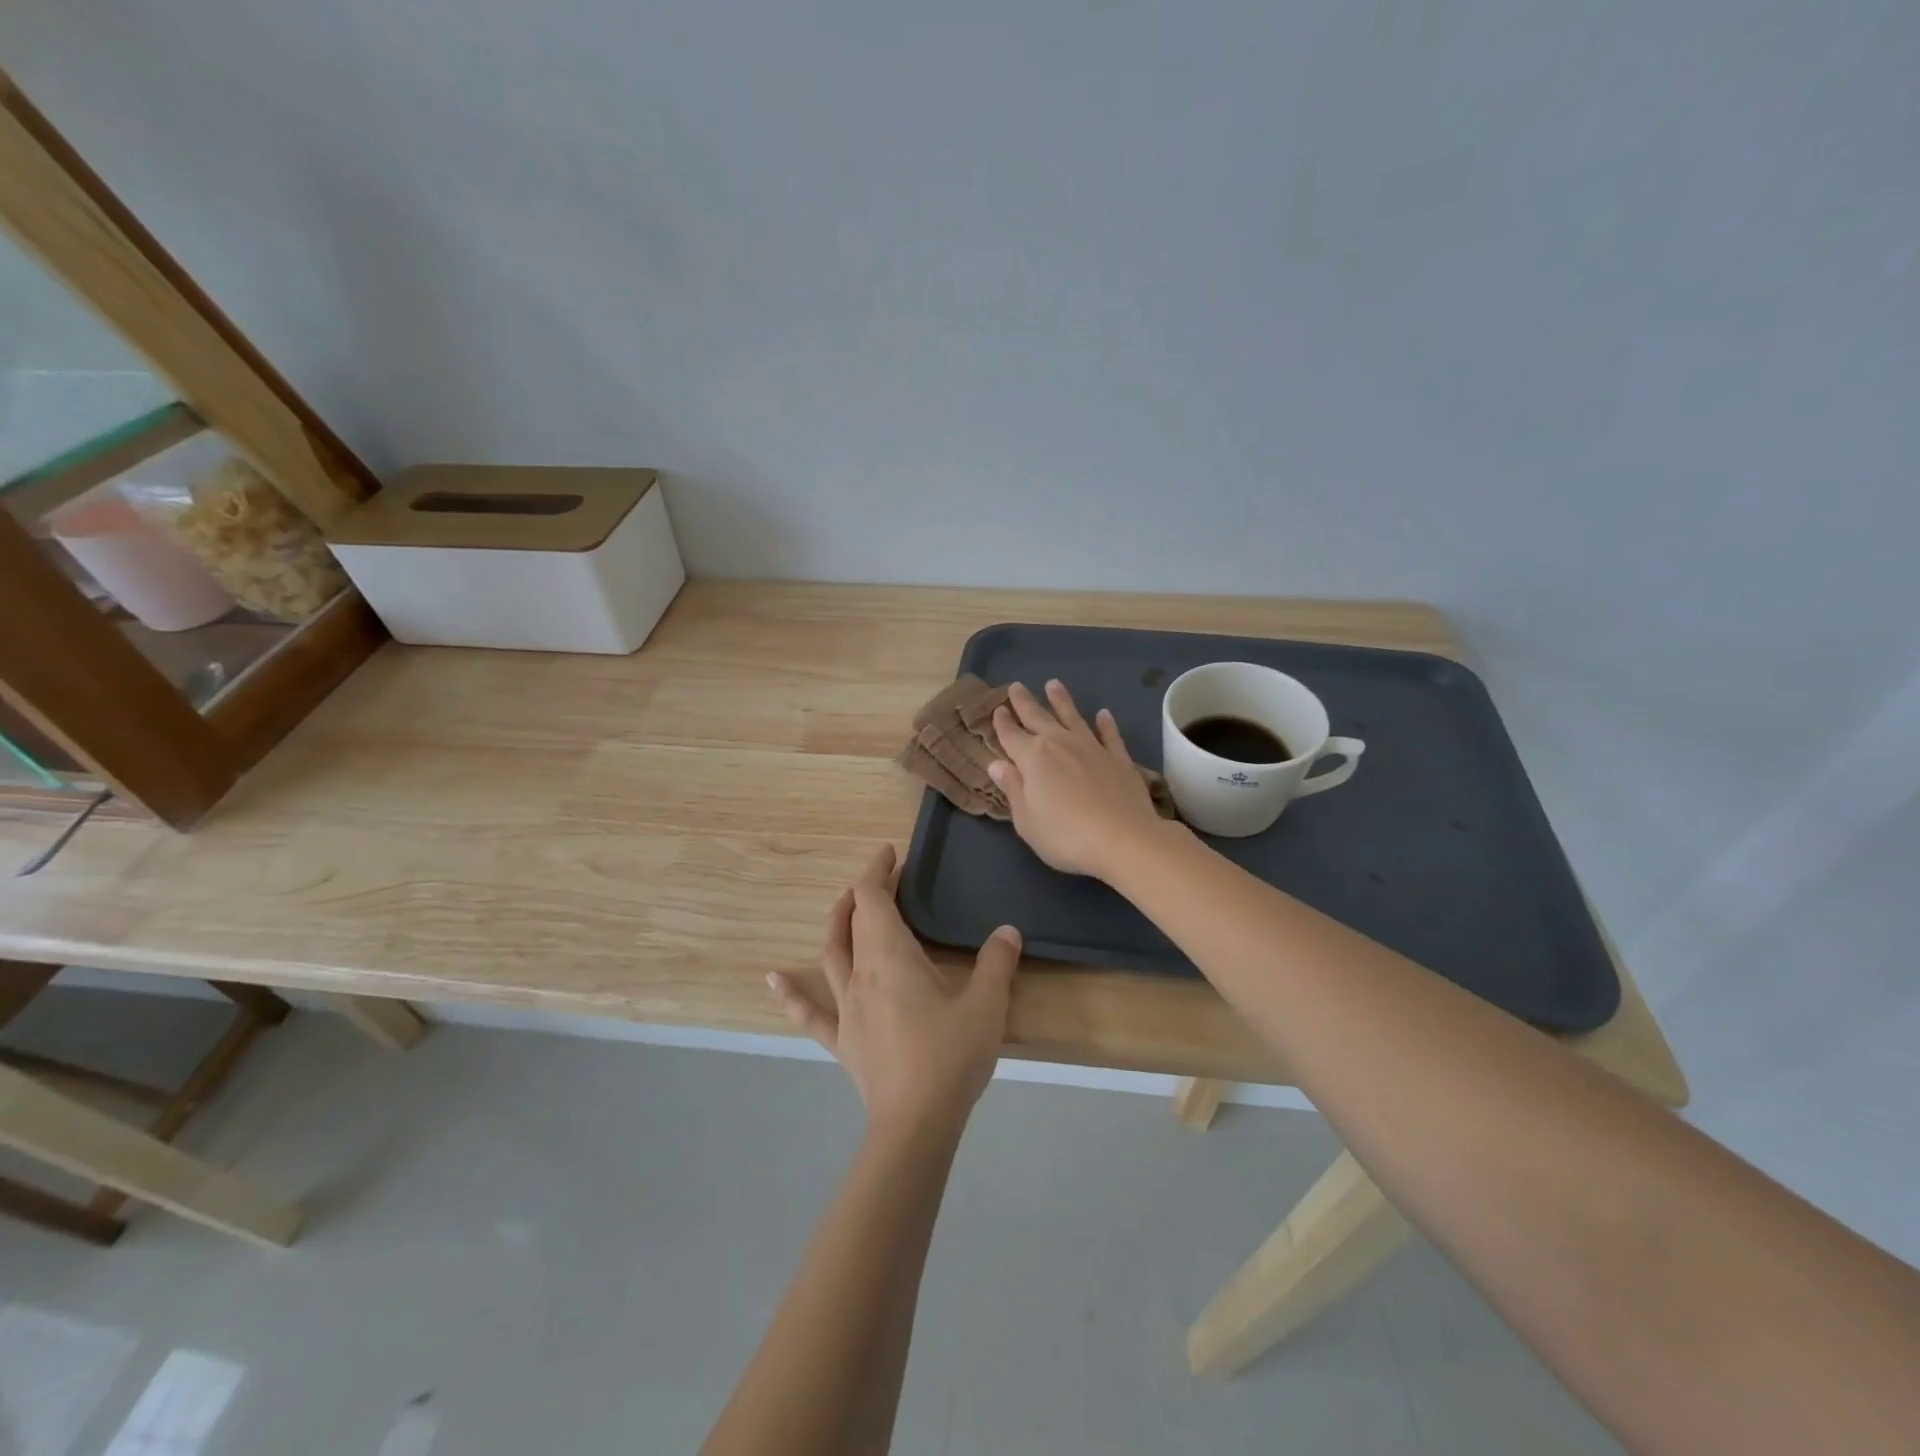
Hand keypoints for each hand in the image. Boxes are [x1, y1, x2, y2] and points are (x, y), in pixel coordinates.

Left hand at [768, 844, 1021, 1137]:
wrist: (916, 1124)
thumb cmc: (950, 1056)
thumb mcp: (987, 1004)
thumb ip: (997, 962)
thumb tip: (1007, 930)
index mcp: (891, 957)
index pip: (873, 900)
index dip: (877, 872)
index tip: (890, 853)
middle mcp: (861, 973)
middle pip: (852, 921)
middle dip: (864, 893)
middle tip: (884, 878)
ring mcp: (846, 1008)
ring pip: (832, 954)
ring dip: (837, 924)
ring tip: (844, 906)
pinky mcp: (842, 1040)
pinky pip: (811, 1012)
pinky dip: (793, 993)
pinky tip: (774, 978)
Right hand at [988, 680, 1168, 880]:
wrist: (1124, 839)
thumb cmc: (1065, 836)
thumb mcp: (1026, 820)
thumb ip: (1013, 789)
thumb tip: (996, 764)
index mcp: (1032, 758)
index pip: (1011, 735)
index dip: (1002, 723)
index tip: (998, 710)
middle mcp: (1060, 744)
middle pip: (1038, 718)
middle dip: (1025, 703)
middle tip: (1016, 686)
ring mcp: (1092, 748)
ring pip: (1073, 717)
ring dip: (1061, 701)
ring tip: (1053, 684)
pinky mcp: (1118, 758)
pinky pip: (1109, 734)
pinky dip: (1105, 724)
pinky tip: (1103, 714)